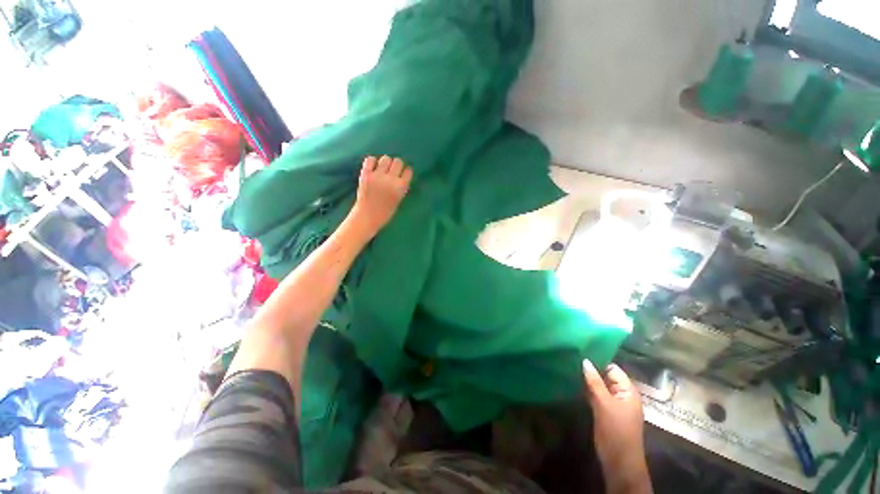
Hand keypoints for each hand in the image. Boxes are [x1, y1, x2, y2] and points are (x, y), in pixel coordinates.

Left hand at [350, 155, 412, 237]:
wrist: (367, 216)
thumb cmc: (385, 212)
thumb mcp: (399, 199)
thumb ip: (400, 187)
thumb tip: (400, 175)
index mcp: (401, 187)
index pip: (408, 171)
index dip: (405, 172)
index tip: (402, 174)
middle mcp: (391, 179)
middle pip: (398, 161)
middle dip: (396, 165)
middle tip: (392, 171)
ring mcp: (377, 175)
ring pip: (385, 158)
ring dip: (385, 163)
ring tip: (382, 169)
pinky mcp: (366, 174)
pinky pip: (370, 159)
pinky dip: (372, 162)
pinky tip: (372, 168)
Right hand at [583, 360, 651, 493]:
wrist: (619, 461)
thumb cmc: (616, 430)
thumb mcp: (604, 404)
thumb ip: (594, 382)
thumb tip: (584, 361)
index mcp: (628, 391)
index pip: (613, 368)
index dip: (598, 360)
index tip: (580, 352)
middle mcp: (622, 394)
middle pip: (606, 376)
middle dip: (591, 369)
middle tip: (571, 359)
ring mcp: (613, 403)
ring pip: (599, 385)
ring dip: (587, 379)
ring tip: (570, 368)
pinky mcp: (605, 411)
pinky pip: (595, 395)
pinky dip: (587, 389)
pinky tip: (574, 383)